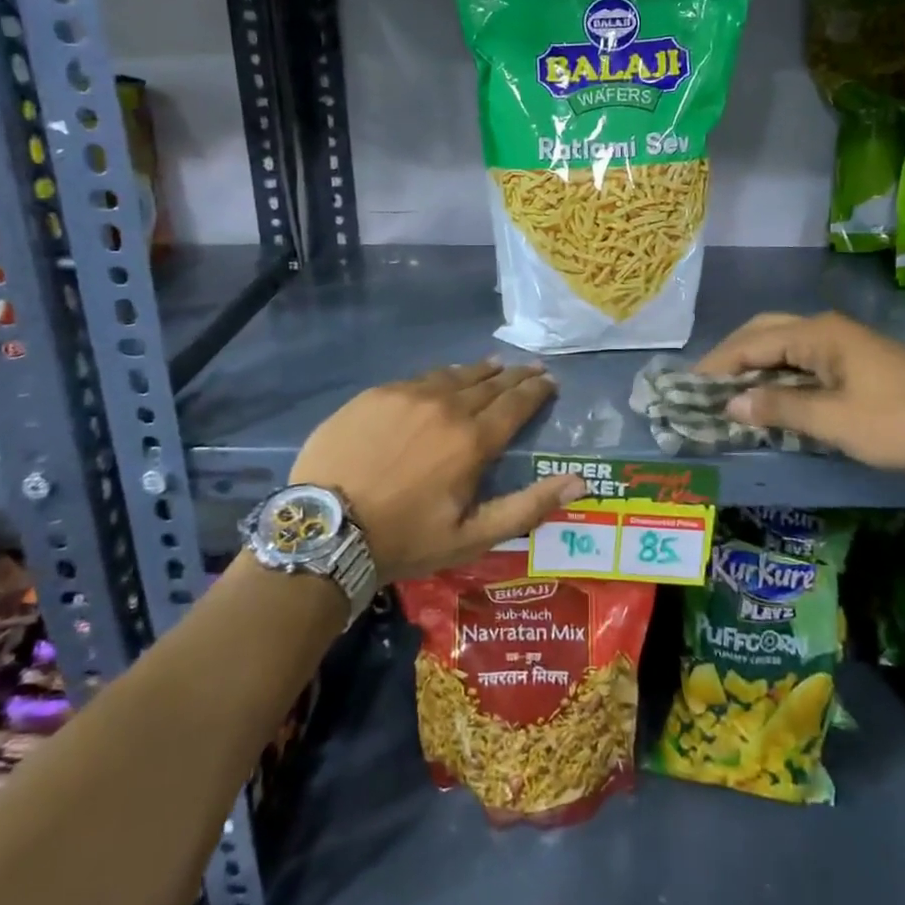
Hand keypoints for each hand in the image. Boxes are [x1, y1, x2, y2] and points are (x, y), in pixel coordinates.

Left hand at [290, 360, 585, 583]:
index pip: (516, 404)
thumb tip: (579, 482)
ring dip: (480, 371)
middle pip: (489, 383)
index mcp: (473, 440)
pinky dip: (441, 377)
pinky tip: (443, 380)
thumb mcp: (472, 536)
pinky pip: (419, 378)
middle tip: (532, 368)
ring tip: (495, 365)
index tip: (550, 381)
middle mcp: (446, 406)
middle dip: (515, 375)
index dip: (537, 390)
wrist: (325, 529)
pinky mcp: (376, 394)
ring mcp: (408, 395)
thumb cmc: (405, 538)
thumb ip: (528, 506)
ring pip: (454, 375)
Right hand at [697, 312, 904, 474]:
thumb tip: (731, 404)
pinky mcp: (856, 361)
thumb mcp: (834, 420)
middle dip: (732, 355)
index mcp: (817, 334)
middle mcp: (825, 329)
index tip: (688, 387)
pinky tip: (770, 394)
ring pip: (783, 343)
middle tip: (706, 384)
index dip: (717, 365)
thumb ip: (779, 408)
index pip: (750, 343)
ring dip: (754, 363)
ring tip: (729, 390)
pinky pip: (802, 358)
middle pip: (764, 332)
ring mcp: (843, 343)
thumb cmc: (899, 421)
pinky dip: (778, 372)